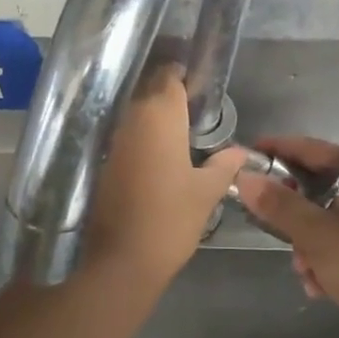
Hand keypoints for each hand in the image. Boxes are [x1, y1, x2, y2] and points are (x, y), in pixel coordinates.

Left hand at [80, 65, 248, 295]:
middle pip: (148, 90)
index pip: (169, 76)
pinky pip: (121, 134)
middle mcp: (131, 117)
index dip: (183, 77)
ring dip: (150, 116)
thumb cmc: (169, 220)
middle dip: (167, 95)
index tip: (198, 88)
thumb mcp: (206, 192)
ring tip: (175, 133)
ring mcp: (111, 138)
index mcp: (160, 115)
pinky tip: (153, 154)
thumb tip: (240, 152)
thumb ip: (224, 165)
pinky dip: (136, 137)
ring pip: (132, 112)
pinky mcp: (98, 159)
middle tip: (192, 111)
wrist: (117, 261)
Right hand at [232, 136, 338, 337]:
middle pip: (311, 186)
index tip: (242, 158)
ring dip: (305, 244)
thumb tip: (244, 177)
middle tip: (269, 228)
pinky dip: (322, 259)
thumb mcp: (315, 233)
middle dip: (289, 214)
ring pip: (319, 218)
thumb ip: (277, 203)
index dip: (273, 150)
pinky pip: (334, 241)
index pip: (307, 148)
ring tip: (305, 269)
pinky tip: (319, 285)